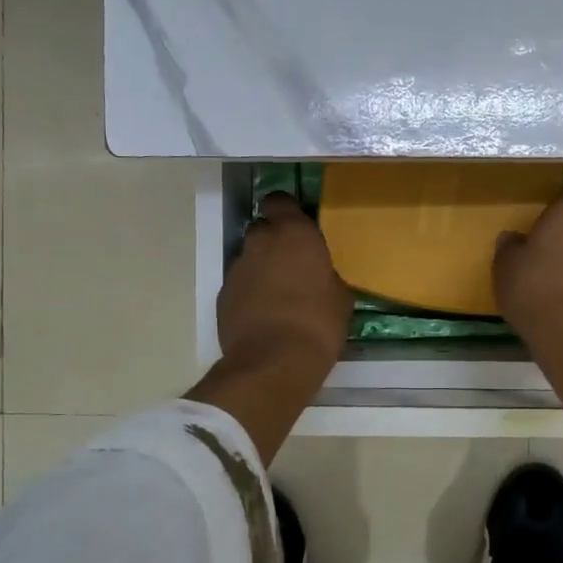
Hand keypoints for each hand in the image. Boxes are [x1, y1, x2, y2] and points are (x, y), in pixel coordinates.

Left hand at [218, 192, 352, 369]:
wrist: (274, 362)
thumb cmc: (318, 323)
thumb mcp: (340, 297)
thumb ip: (326, 274)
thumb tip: (320, 276)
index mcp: (294, 234)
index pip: (279, 201)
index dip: (286, 211)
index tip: (298, 225)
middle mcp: (260, 242)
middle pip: (262, 229)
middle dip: (274, 241)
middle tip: (292, 263)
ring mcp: (237, 268)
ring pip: (249, 258)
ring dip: (261, 268)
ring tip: (278, 294)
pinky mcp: (223, 295)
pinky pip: (239, 284)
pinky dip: (249, 292)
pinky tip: (263, 314)